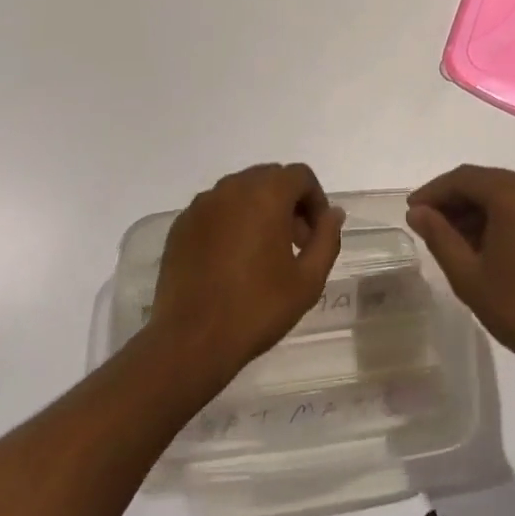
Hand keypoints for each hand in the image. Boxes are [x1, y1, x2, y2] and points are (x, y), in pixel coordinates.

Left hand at [147, 163, 344, 380]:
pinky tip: (230, 260)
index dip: (315, 200)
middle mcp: (232, 188)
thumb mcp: (308, 280)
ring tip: (262, 253)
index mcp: (266, 194)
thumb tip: (333, 214)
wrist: (191, 340)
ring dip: (258, 209)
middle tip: (294, 243)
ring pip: (240, 191)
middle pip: (269, 178)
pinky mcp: (181, 224)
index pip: (299, 175)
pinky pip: (215, 209)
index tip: (315, 234)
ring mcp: (202, 204)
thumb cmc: (256, 308)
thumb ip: (326, 239)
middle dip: (288, 202)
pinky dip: (230, 222)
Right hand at [407, 165, 514, 384]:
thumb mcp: (468, 275)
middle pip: (484, 181)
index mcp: (514, 193)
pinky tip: (482, 241)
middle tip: (427, 224)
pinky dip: (499, 214)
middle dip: (453, 200)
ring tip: (450, 237)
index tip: (411, 211)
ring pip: (503, 191)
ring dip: (475, 208)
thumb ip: (439, 236)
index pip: (463, 179)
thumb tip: (418, 213)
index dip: (433, 192)